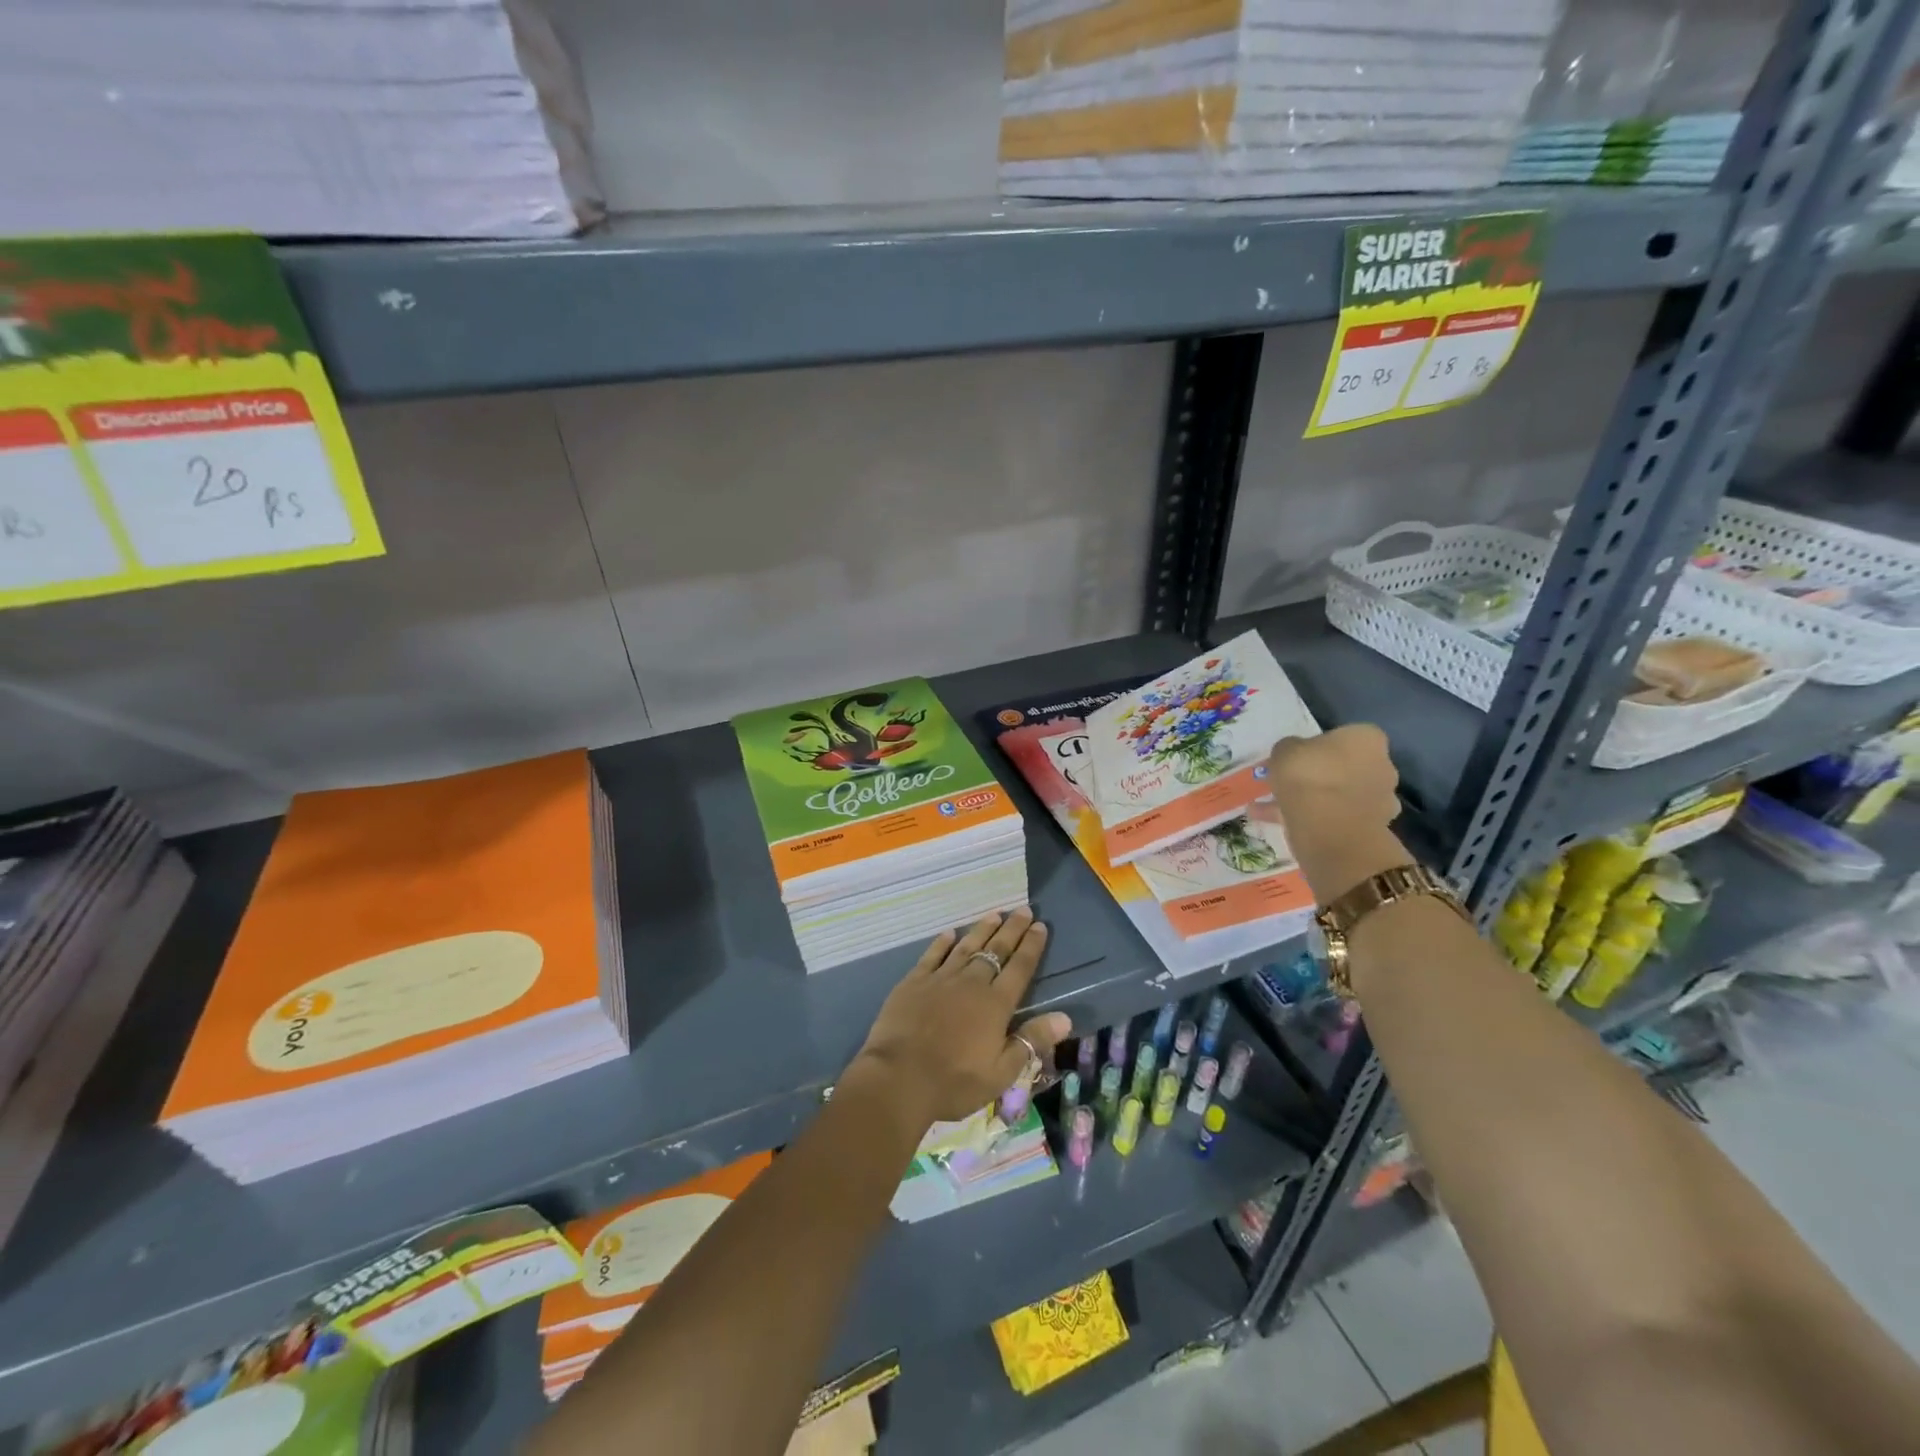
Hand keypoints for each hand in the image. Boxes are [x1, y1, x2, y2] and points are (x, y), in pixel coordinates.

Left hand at [850, 909, 1071, 1128]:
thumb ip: (1031, 1040)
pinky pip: (932, 955)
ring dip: (982, 929)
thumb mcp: (1001, 1072)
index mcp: (995, 1004)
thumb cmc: (954, 1081)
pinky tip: (950, 933)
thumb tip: (1065, 1017)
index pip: (1020, 968)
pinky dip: (942, 943)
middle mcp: (971, 983)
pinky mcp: (914, 981)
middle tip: (1023, 909)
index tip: (1040, 926)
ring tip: (995, 914)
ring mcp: (941, 979)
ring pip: (966, 947)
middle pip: (996, 950)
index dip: (1031, 946)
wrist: (899, 1078)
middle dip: (1012, 929)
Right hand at [1265, 723, 1400, 830]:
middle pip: (1347, 766)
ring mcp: (1380, 800)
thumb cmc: (1309, 777)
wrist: (1330, 831)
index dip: (1319, 745)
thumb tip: (1294, 754)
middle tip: (1290, 782)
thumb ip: (1290, 748)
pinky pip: (1337, 819)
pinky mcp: (1371, 829)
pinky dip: (1314, 820)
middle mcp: (1383, 766)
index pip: (1346, 736)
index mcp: (1367, 739)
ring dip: (1316, 799)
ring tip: (1277, 806)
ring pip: (1341, 795)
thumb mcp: (1284, 751)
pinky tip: (1282, 823)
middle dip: (1321, 774)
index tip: (1298, 756)